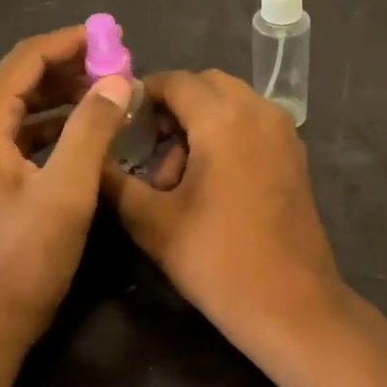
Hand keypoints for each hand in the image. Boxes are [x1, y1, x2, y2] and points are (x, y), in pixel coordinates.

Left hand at [0, 27, 131, 347]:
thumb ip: (92, 129)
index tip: (113, 36)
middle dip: (71, 66)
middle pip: (22, 78)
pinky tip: (87, 132)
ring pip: (23, 105)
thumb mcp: (67, 191)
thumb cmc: (24, 257)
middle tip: (118, 65)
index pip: (26, 59)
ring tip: (109, 93)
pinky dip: (55, 124)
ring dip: (65, 94)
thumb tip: (118, 79)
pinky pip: (22, 132)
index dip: (70, 42)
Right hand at [102, 70, 346, 348]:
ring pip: (232, 104)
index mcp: (223, 118)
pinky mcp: (295, 156)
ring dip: (200, 122)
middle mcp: (259, 111)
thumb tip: (90, 157)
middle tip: (147, 148)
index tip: (118, 124)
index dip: (142, 96)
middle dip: (173, 108)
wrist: (292, 305)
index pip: (175, 81)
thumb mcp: (152, 222)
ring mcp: (283, 132)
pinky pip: (253, 124)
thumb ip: (115, 182)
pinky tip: (209, 182)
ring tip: (175, 177)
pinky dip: (227, 133)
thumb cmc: (218, 260)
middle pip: (206, 86)